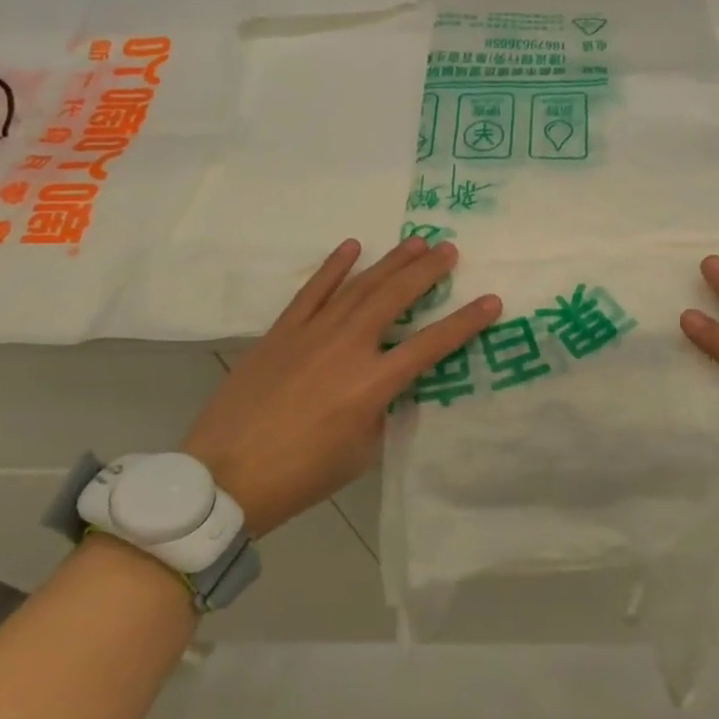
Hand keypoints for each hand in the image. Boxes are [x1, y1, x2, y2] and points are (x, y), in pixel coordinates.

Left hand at [180, 237, 500, 536]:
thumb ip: (383, 408)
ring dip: (390, 262)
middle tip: (449, 249)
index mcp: (372, 384)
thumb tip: (389, 382)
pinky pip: (312, 291)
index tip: (491, 301)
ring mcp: (311, 334)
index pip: (431, 344)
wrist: (226, 476)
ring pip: (359, 286)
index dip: (465, 322)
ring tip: (416, 242)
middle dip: (426, 272)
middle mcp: (347, 348)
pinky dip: (333, 267)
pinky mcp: (281, 332)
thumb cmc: (302, 474)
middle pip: (395, 299)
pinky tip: (353, 246)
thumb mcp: (362, 449)